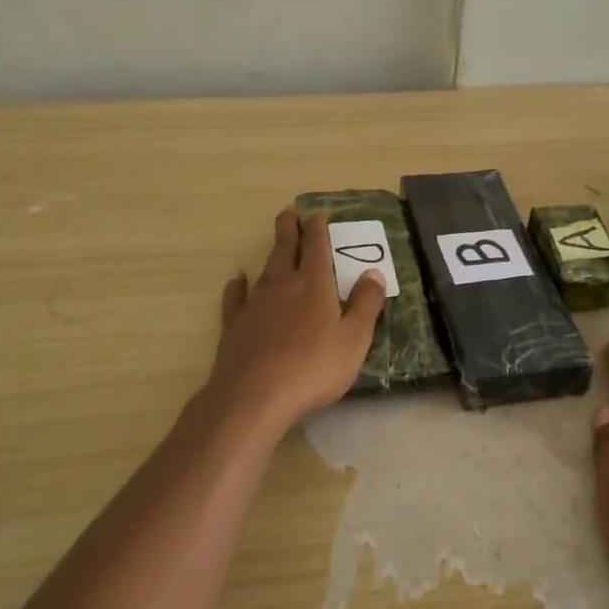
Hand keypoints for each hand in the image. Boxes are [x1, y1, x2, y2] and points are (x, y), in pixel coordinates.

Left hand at [198, 208, 385, 441]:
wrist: (254, 397)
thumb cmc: (313, 368)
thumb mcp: (353, 340)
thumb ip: (366, 305)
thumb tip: (374, 273)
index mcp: (314, 285)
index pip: (317, 247)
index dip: (318, 229)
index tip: (317, 214)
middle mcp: (282, 286)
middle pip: (285, 249)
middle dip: (289, 229)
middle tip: (289, 212)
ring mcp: (254, 304)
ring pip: (264, 269)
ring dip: (271, 254)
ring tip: (276, 244)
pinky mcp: (234, 325)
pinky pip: (236, 297)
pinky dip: (237, 286)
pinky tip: (237, 279)